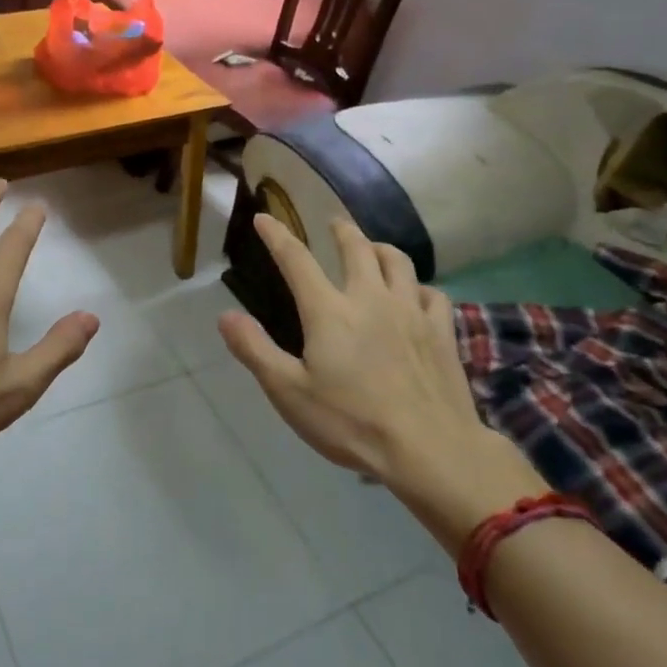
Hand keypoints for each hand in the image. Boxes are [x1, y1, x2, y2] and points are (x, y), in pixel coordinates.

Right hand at [218, 214, 544, 553]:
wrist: (430, 449)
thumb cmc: (352, 422)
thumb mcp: (289, 393)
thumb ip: (255, 351)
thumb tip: (225, 316)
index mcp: (329, 311)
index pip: (296, 260)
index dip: (277, 236)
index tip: (264, 218)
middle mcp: (370, 298)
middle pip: (356, 248)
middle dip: (341, 230)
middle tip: (332, 223)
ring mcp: (411, 312)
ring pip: (398, 261)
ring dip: (380, 248)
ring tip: (372, 248)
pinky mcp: (441, 332)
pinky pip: (432, 294)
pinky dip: (419, 286)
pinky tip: (416, 295)